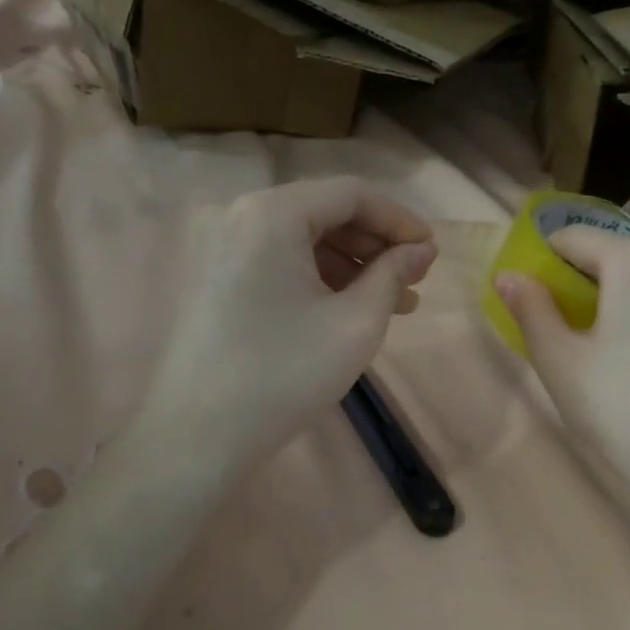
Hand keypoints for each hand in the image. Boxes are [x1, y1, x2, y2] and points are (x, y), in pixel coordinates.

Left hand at [135, 180, 436, 477]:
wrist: (198, 435)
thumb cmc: (285, 376)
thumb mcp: (355, 323)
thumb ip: (393, 275)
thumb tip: (420, 251)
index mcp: (270, 213)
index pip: (351, 194)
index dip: (399, 220)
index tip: (431, 252)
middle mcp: (236, 213)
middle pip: (322, 212)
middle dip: (374, 245)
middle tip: (413, 282)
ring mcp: (216, 245)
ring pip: (298, 238)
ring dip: (348, 265)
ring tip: (389, 304)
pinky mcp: (209, 276)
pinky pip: (273, 259)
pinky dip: (313, 277)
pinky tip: (343, 308)